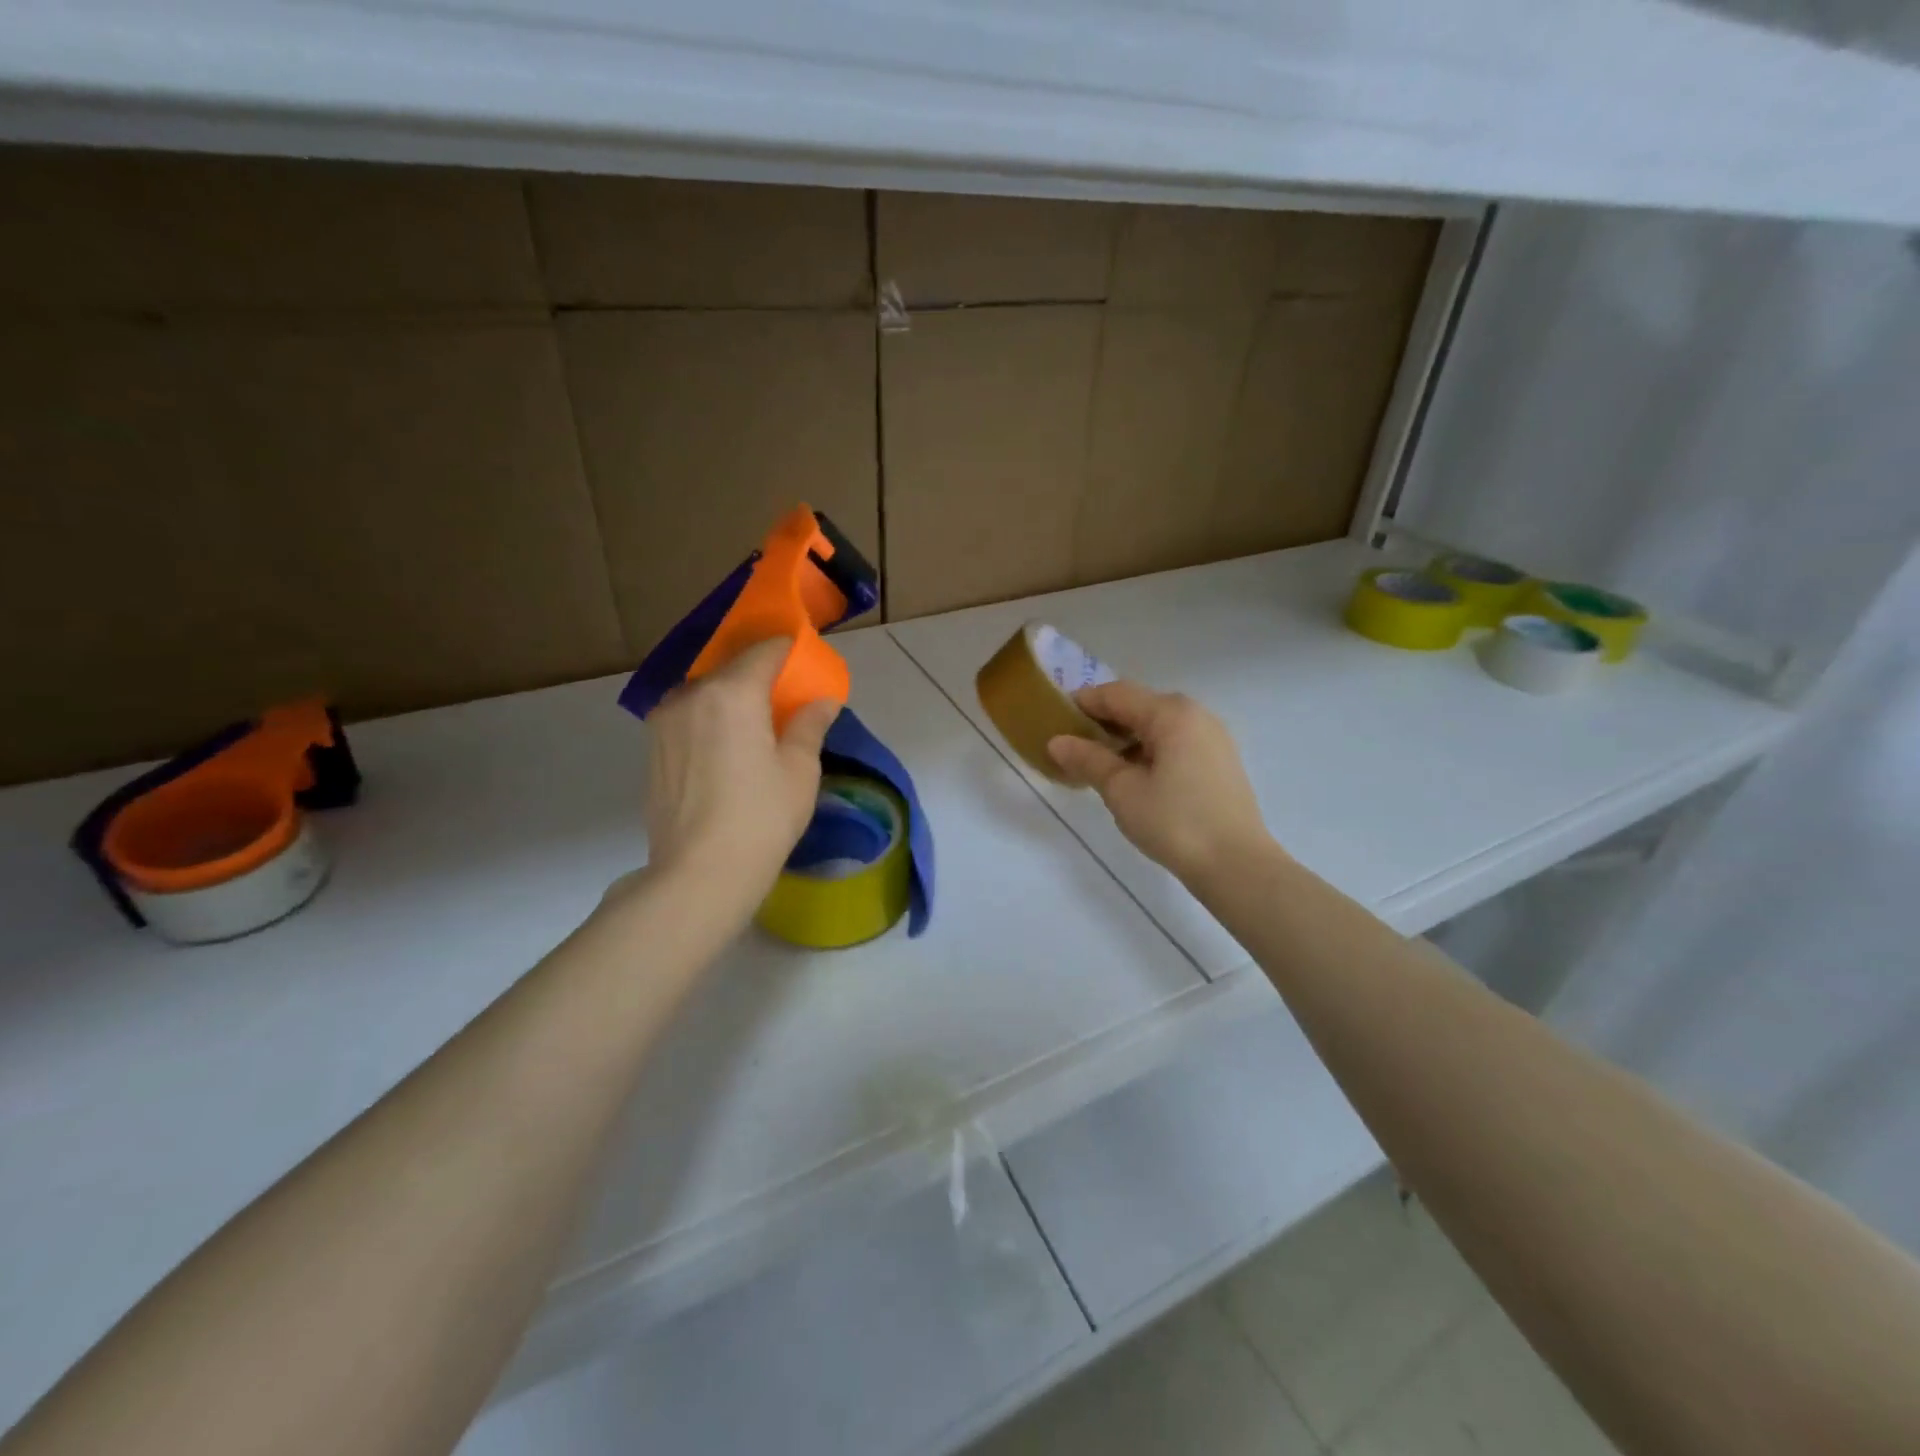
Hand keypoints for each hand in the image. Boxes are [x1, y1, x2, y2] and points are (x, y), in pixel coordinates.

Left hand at [641, 637, 838, 905]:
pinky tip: (726, 748)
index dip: (789, 650)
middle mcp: (690, 695)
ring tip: (754, 724)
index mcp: (732, 693)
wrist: (699, 875)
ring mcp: (664, 721)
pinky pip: (687, 716)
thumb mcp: (799, 771)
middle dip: (760, 674)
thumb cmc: (761, 819)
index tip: (806, 660)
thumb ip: (809, 724)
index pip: (765, 651)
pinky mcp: (652, 748)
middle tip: (785, 696)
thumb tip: (821, 700)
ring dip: (731, 696)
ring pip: (705, 691)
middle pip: (731, 668)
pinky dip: (709, 718)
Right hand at [1048, 681, 1275, 883]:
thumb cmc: (1174, 822)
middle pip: (1139, 706)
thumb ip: (1088, 760)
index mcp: (1171, 713)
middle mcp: (1196, 714)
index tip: (1054, 720)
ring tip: (1099, 765)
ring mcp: (1212, 737)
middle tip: (1073, 746)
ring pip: (1158, 725)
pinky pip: (1176, 742)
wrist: (1237, 865)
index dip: (1082, 703)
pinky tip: (1133, 777)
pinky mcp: (1220, 761)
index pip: (1116, 694)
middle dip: (1104, 722)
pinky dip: (1149, 751)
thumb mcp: (1122, 791)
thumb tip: (1056, 741)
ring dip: (1126, 738)